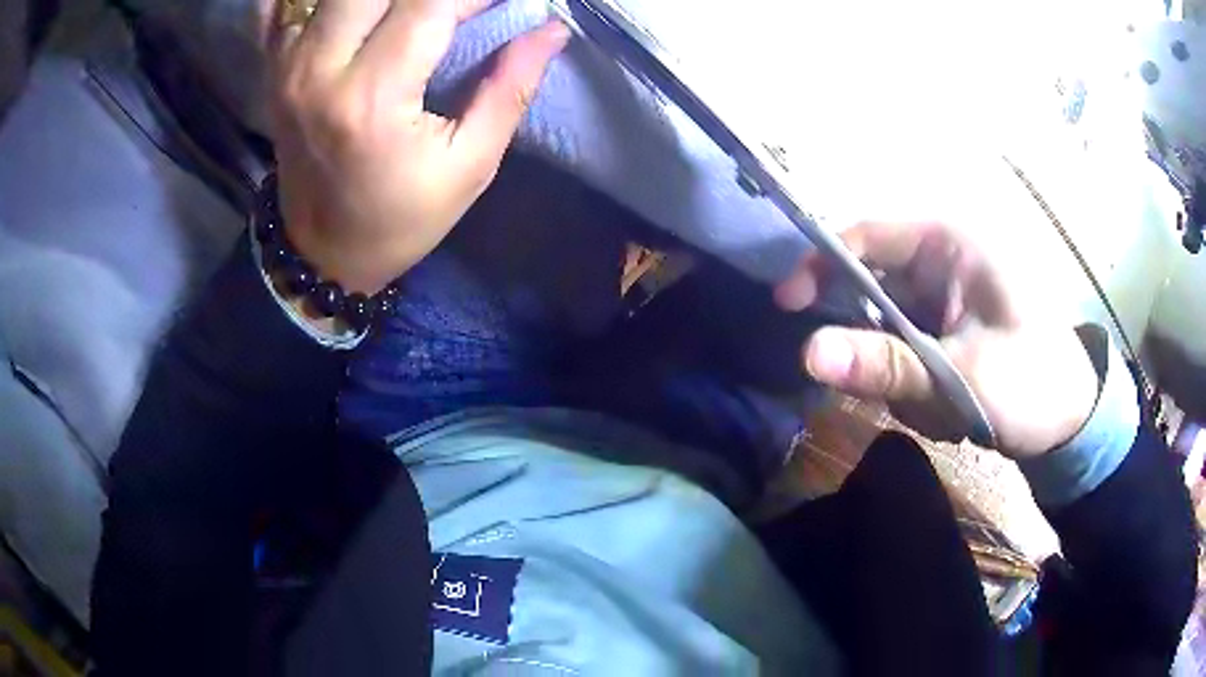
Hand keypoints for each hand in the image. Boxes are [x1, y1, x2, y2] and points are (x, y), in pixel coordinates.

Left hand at [265, 0, 569, 294]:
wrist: (320, 254)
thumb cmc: (400, 218)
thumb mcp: (469, 165)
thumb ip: (510, 89)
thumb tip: (551, 30)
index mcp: (371, 99)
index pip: (429, 5)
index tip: (502, 1)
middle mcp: (319, 70)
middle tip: (456, 7)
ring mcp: (288, 66)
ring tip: (418, 9)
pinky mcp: (275, 70)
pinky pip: (284, 7)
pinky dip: (310, 0)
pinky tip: (354, 10)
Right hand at [775, 221, 1098, 458]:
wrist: (1071, 419)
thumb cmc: (1032, 384)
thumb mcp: (961, 377)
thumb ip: (886, 365)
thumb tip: (806, 354)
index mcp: (950, 243)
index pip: (868, 235)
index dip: (821, 265)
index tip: (789, 308)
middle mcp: (942, 258)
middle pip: (872, 284)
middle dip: (874, 341)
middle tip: (892, 389)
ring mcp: (945, 294)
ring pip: (886, 323)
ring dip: (898, 370)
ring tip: (940, 406)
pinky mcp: (948, 324)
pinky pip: (905, 344)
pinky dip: (912, 379)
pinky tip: (945, 404)